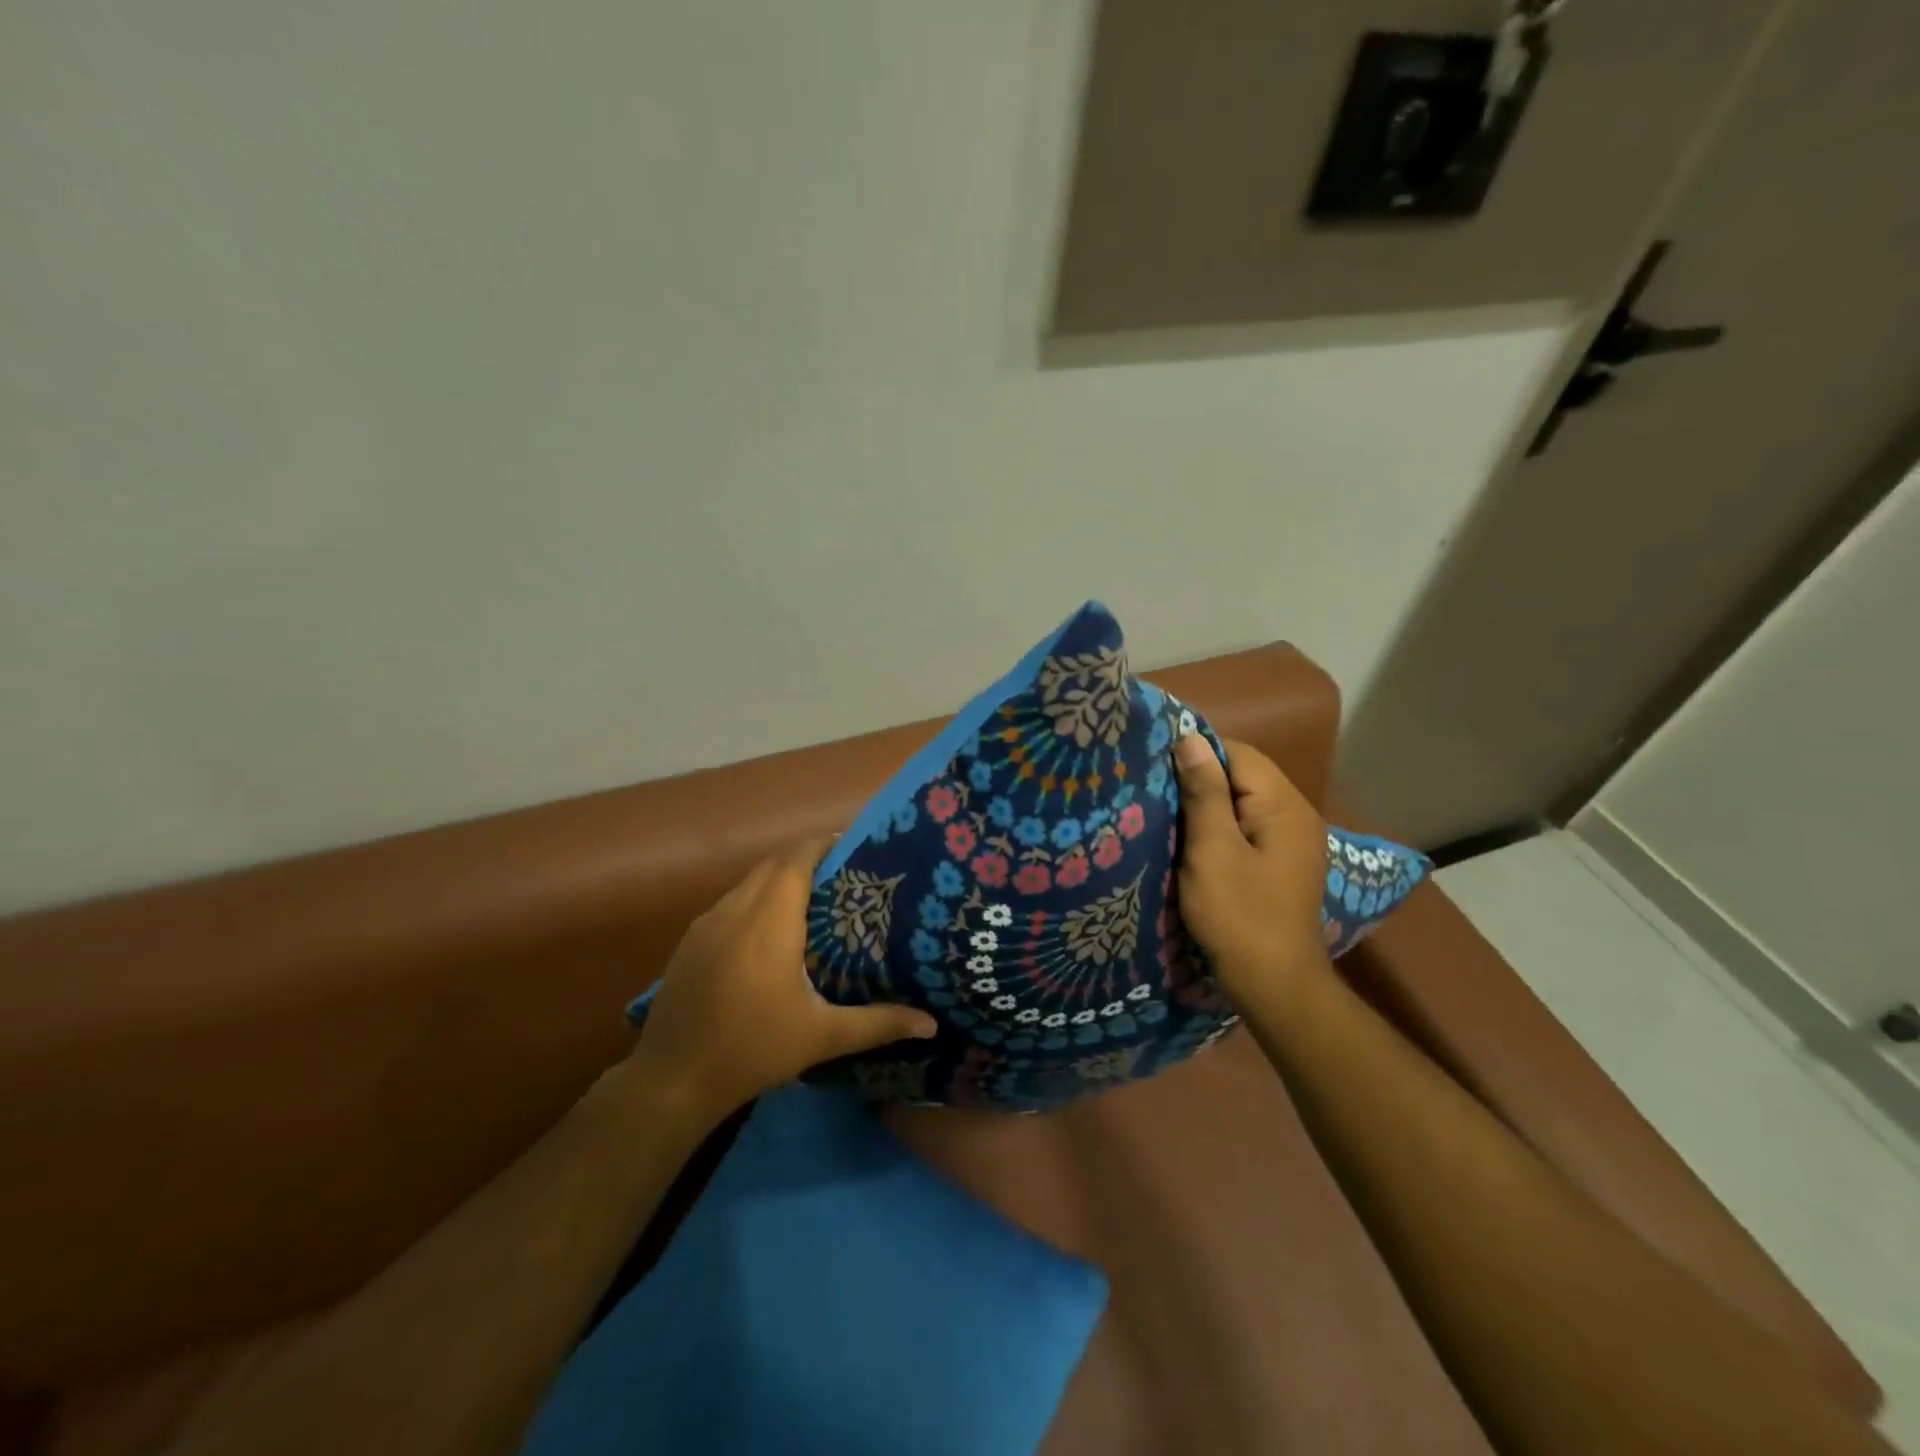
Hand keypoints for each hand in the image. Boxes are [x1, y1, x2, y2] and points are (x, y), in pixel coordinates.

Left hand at [630, 837, 937, 1118]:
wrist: (671, 1079)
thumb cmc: (753, 1048)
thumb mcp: (822, 1036)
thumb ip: (878, 1023)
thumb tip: (931, 1023)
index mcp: (769, 920)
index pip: (796, 858)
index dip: (823, 845)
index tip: (853, 849)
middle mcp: (736, 909)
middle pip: (774, 864)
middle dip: (807, 859)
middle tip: (843, 876)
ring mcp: (707, 924)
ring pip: (749, 883)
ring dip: (779, 880)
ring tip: (813, 901)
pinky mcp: (690, 942)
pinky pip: (731, 904)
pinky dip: (755, 901)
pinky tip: (769, 935)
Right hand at [1173, 733, 1330, 999]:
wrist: (1273, 984)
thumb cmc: (1238, 914)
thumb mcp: (1212, 849)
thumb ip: (1205, 792)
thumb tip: (1191, 739)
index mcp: (1284, 806)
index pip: (1239, 754)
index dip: (1197, 753)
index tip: (1156, 763)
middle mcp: (1296, 815)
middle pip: (1243, 776)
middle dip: (1200, 779)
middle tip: (1155, 788)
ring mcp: (1292, 842)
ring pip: (1243, 803)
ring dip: (1207, 804)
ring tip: (1167, 811)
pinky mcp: (1281, 864)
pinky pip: (1247, 828)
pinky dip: (1219, 827)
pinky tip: (1192, 840)